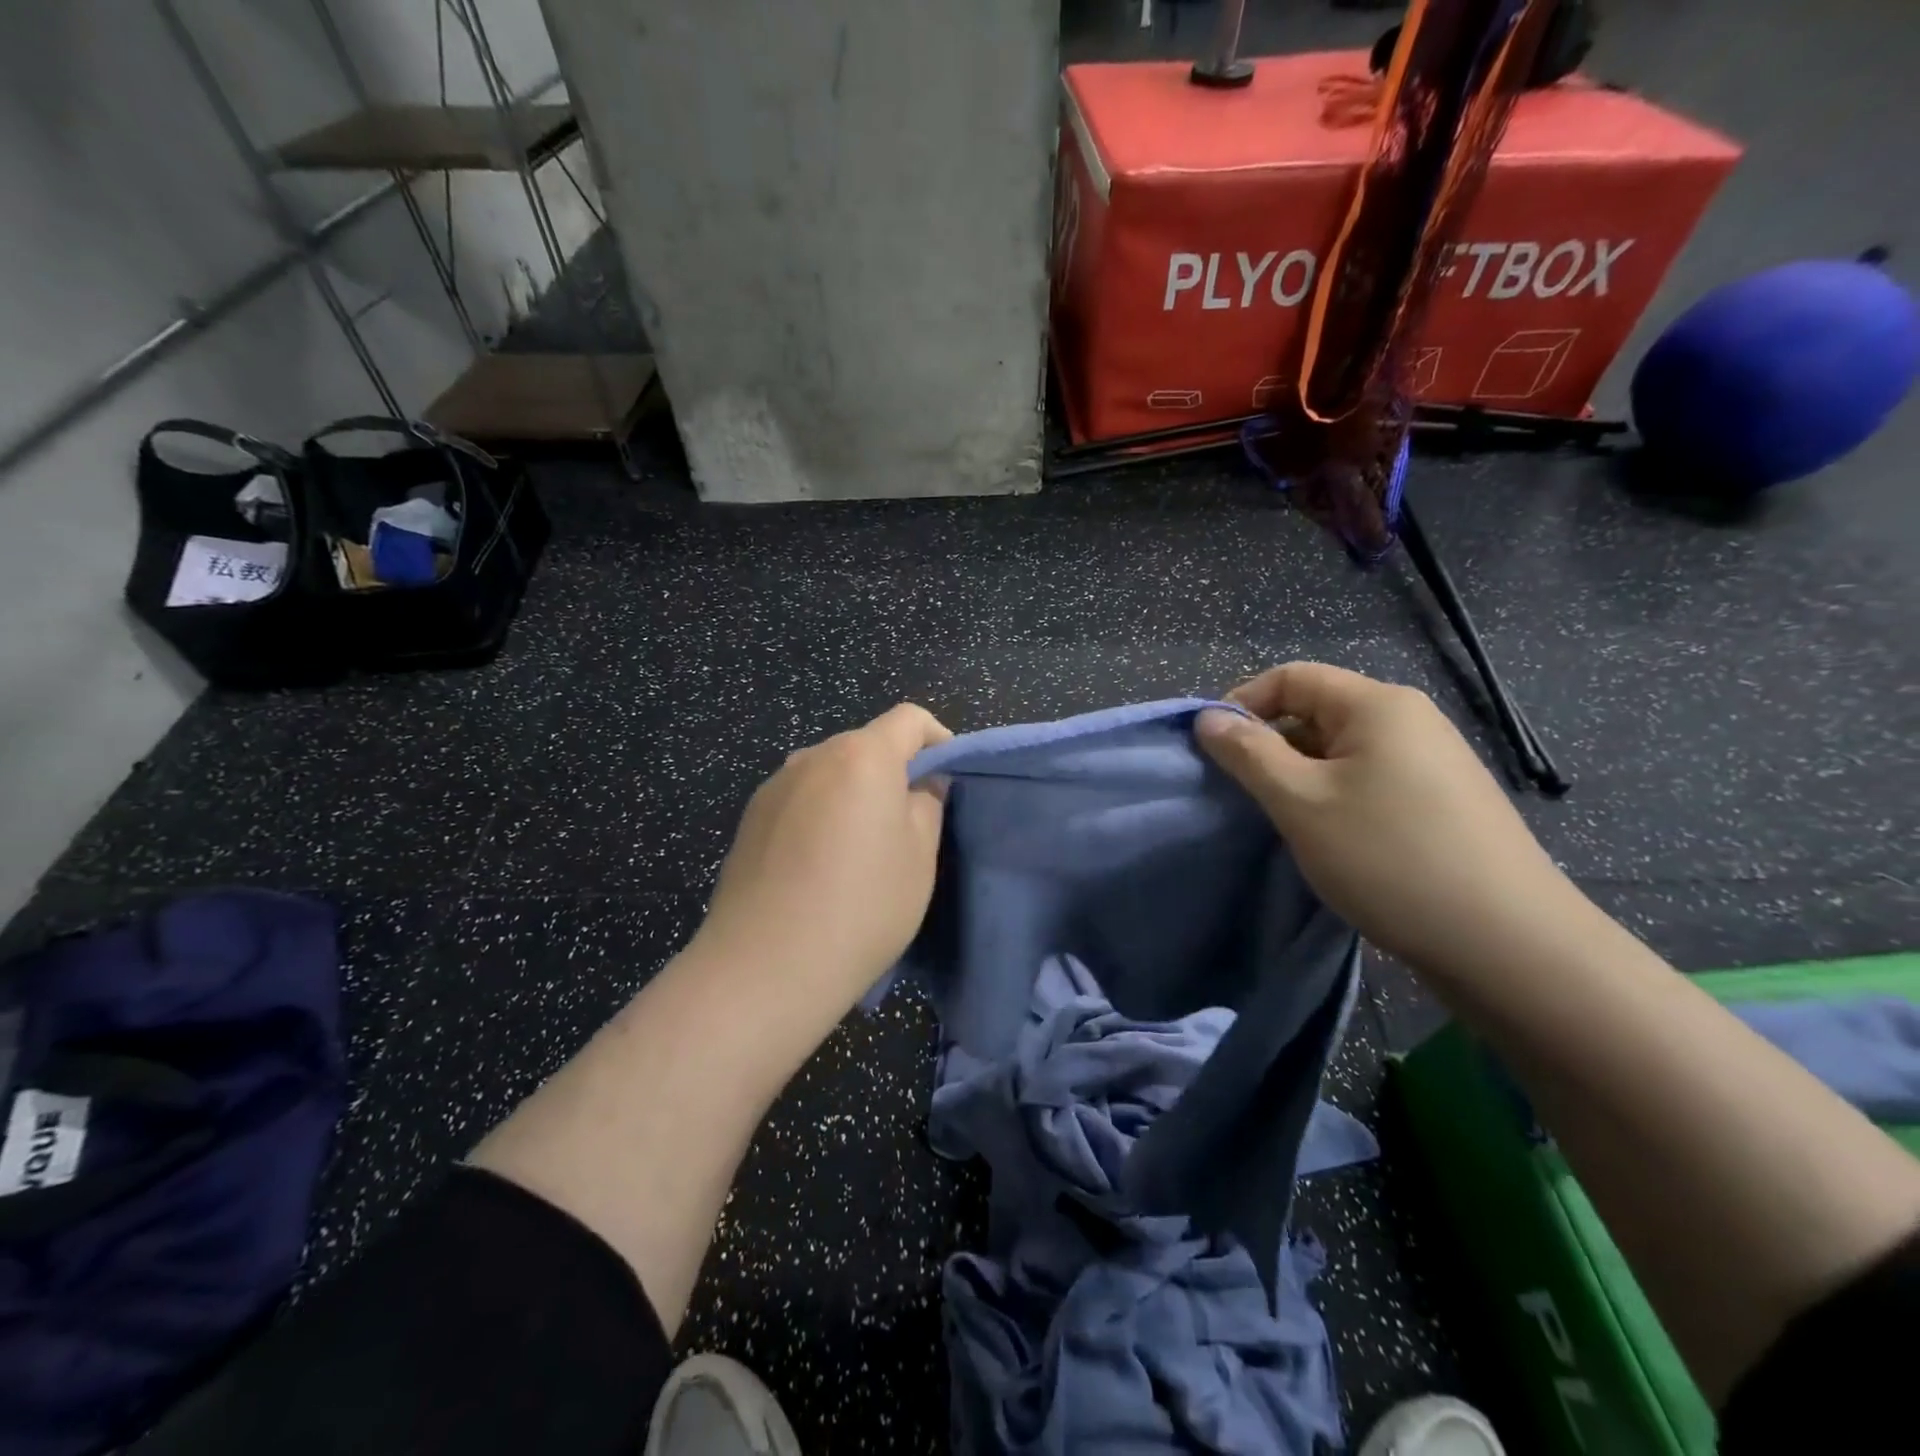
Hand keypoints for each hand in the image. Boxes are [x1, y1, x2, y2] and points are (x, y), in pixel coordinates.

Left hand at [694, 703, 951, 1008]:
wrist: (765, 965)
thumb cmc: (862, 906)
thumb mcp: (919, 857)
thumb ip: (928, 804)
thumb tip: (923, 782)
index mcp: (862, 755)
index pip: (910, 719)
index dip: (938, 739)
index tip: (947, 780)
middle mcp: (813, 756)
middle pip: (866, 745)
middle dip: (894, 771)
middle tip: (909, 824)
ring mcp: (775, 786)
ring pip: (831, 774)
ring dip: (854, 795)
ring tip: (861, 851)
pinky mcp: (750, 818)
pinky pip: (801, 800)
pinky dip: (821, 815)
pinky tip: (820, 867)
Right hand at [1195, 663, 1580, 973]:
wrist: (1508, 944)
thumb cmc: (1388, 857)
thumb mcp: (1300, 802)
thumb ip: (1248, 754)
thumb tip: (1208, 717)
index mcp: (1378, 705)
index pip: (1291, 677)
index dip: (1242, 703)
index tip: (1211, 750)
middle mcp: (1409, 720)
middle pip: (1316, 710)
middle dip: (1269, 745)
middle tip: (1242, 794)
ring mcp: (1432, 761)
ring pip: (1341, 750)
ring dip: (1299, 776)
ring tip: (1282, 821)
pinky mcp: (1441, 801)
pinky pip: (1368, 779)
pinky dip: (1333, 797)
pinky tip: (1329, 839)